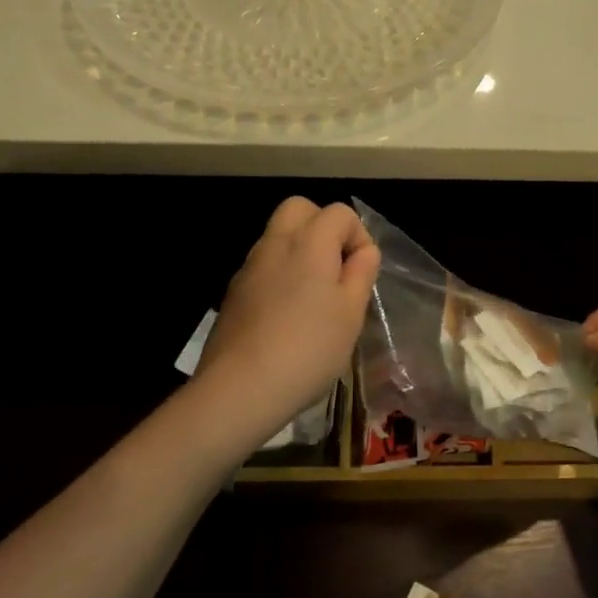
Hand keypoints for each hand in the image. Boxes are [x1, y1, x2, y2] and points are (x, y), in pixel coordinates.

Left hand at [193, 198, 379, 442]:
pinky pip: (263, 266)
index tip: (362, 274)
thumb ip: (361, 274)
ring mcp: (249, 267)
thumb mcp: (351, 313)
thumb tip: (363, 252)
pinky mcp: (233, 293)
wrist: (240, 388)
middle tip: (336, 269)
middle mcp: (275, 244)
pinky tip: (288, 316)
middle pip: (299, 209)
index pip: (340, 213)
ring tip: (315, 297)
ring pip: (278, 236)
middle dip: (323, 227)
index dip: (359, 236)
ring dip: (300, 251)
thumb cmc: (309, 348)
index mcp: (309, 243)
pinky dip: (280, 275)